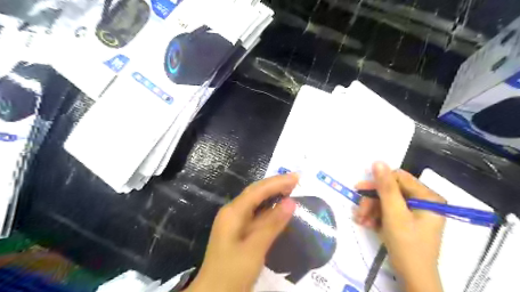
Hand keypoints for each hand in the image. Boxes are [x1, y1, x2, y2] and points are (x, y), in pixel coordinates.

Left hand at [184, 174, 295, 291]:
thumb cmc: (231, 273)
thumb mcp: (254, 249)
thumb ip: (272, 224)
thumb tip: (291, 202)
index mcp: (233, 212)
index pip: (258, 190)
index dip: (277, 182)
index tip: (297, 177)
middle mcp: (233, 212)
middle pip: (256, 193)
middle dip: (275, 185)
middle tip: (296, 180)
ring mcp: (235, 222)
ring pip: (256, 203)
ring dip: (273, 196)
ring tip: (291, 190)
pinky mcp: (239, 232)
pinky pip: (256, 215)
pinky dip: (269, 210)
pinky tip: (279, 210)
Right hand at [353, 162, 446, 291]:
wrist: (413, 277)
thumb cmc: (407, 245)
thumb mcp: (394, 214)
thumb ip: (386, 187)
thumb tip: (378, 161)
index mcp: (427, 197)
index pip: (399, 178)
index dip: (378, 182)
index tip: (359, 189)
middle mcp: (423, 201)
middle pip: (391, 191)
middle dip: (372, 201)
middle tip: (359, 212)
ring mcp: (415, 212)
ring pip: (386, 202)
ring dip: (371, 210)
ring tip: (361, 221)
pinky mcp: (407, 221)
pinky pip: (388, 212)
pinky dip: (376, 217)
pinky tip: (367, 224)